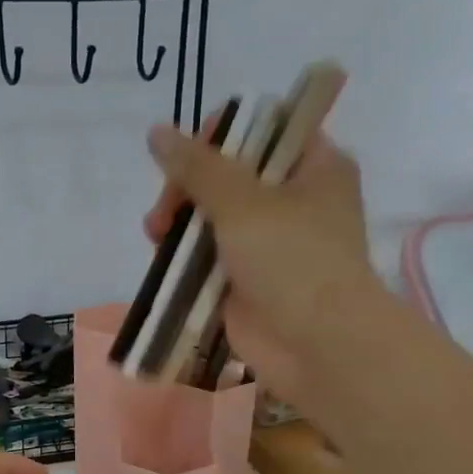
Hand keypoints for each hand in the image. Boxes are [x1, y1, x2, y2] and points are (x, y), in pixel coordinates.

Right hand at [143, 121, 384, 419]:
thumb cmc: (292, 260)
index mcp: (314, 166)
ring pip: (213, 217)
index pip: (264, 129)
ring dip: (180, 221)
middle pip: (229, 174)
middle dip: (189, 186)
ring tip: (157, 234)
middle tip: (168, 207)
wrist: (315, 345)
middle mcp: (294, 199)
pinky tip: (161, 257)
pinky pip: (207, 257)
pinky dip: (184, 256)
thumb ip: (196, 166)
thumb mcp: (242, 201)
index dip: (222, 135)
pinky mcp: (246, 280)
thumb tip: (157, 132)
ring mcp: (269, 244)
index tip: (190, 157)